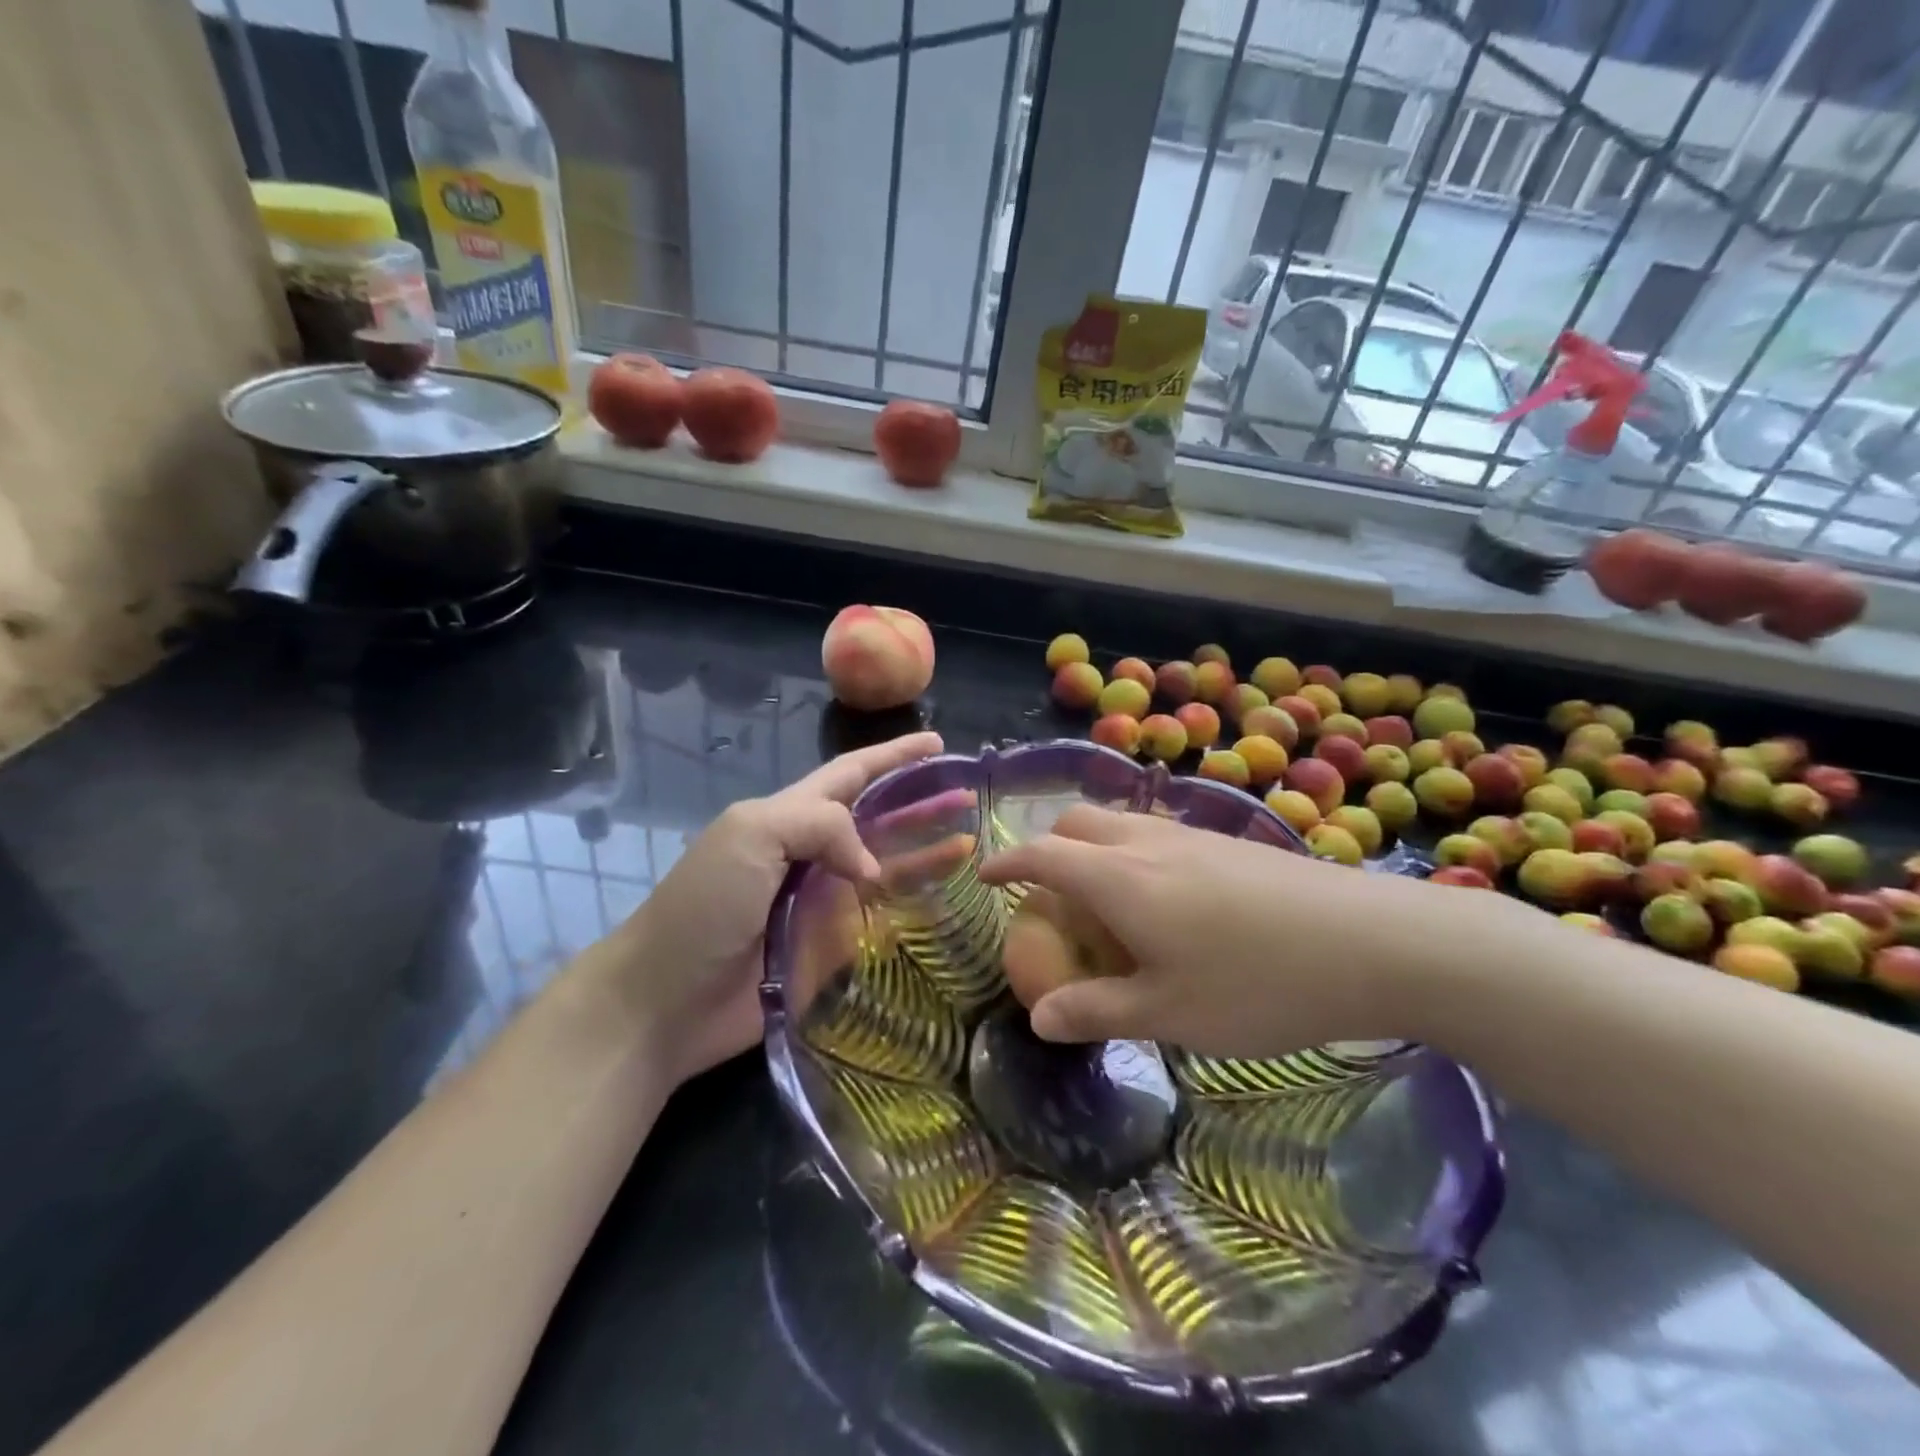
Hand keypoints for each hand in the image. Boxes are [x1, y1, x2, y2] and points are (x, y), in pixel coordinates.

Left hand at [610, 731, 942, 1083]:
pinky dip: (909, 910)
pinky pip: (876, 921)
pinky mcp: (826, 949)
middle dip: (920, 805)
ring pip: (885, 869)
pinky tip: (943, 905)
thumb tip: (870, 865)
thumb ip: (820, 826)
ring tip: (970, 847)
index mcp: (789, 816)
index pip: (852, 775)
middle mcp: (809, 853)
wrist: (664, 1001)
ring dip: (925, 856)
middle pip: (877, 819)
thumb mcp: (753, 835)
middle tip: (969, 798)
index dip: (894, 757)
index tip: (938, 743)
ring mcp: (819, 902)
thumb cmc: (706, 906)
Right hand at [979, 804, 1532, 1055]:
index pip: (1042, 854)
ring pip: (1120, 823)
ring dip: (1094, 849)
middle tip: (1050, 896)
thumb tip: (1038, 1017)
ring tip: (1106, 902)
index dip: (1006, 862)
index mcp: (1119, 878)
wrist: (1373, 941)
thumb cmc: (1257, 983)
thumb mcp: (1169, 1013)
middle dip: (1049, 848)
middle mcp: (1147, 842)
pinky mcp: (1229, 843)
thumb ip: (1097, 1011)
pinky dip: (1133, 854)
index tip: (985, 875)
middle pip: (1077, 822)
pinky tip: (1167, 903)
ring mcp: (1192, 836)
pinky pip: (1157, 834)